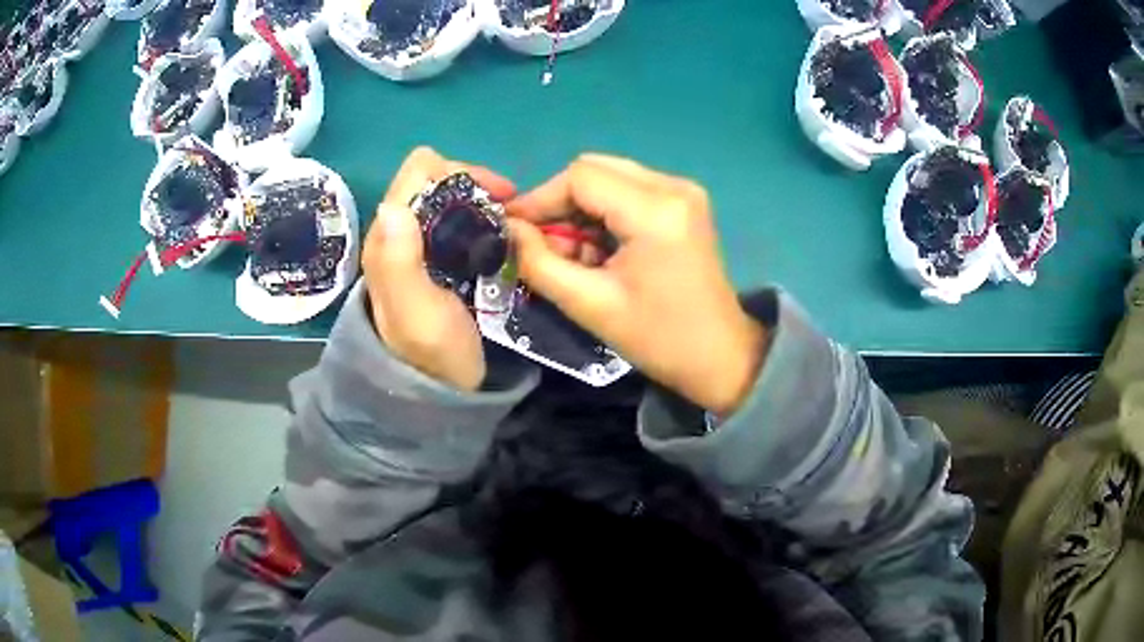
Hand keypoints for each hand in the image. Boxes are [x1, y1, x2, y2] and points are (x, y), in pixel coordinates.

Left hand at [362, 147, 515, 390]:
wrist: (439, 393)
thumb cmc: (431, 356)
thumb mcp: (416, 313)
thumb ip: (398, 263)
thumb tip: (392, 205)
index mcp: (389, 237)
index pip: (420, 171)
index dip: (459, 173)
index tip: (496, 196)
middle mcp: (400, 233)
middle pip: (437, 180)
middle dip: (476, 185)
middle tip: (511, 211)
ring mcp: (419, 246)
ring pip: (450, 200)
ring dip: (482, 203)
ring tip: (510, 225)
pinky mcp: (437, 261)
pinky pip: (460, 223)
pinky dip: (483, 222)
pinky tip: (500, 240)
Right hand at [507, 155, 767, 414]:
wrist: (722, 357)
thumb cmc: (659, 339)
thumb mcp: (590, 306)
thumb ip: (540, 263)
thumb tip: (509, 230)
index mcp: (655, 210)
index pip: (580, 177)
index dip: (539, 199)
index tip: (513, 230)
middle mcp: (673, 186)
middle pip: (594, 170)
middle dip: (559, 204)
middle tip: (540, 243)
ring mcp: (683, 191)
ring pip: (609, 179)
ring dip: (580, 211)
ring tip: (570, 255)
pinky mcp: (684, 203)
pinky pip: (628, 191)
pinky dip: (603, 215)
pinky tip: (597, 251)